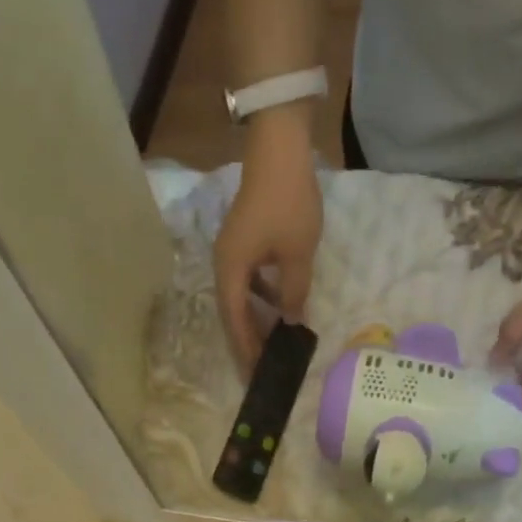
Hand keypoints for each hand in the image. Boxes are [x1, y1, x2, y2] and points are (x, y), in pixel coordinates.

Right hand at [214, 115, 322, 366]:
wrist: (278, 147)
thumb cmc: (288, 202)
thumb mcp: (297, 255)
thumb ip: (294, 294)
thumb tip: (292, 323)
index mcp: (231, 271)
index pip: (236, 322)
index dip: (247, 350)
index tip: (257, 374)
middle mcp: (224, 265)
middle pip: (232, 314)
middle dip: (247, 342)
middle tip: (260, 369)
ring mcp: (231, 253)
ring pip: (240, 299)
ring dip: (253, 322)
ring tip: (269, 346)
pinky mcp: (242, 243)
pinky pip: (247, 283)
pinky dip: (259, 300)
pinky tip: (276, 309)